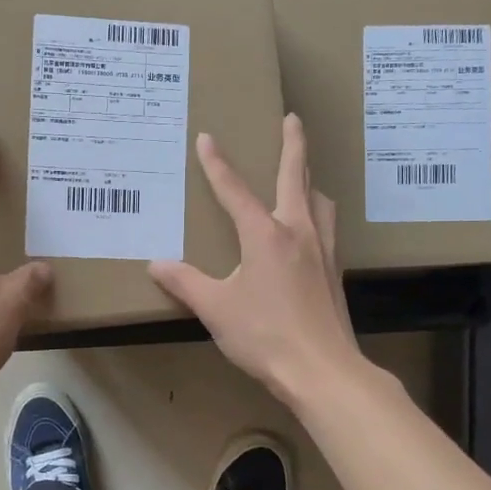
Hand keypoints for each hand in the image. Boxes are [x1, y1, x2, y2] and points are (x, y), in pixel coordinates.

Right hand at [149, 114, 361, 407]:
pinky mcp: (334, 272)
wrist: (323, 371)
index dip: (217, 164)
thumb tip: (156, 264)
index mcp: (265, 235)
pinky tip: (310, 231)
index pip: (235, 191)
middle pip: (297, 176)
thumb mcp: (216, 309)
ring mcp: (322, 251)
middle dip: (293, 144)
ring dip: (310, 181)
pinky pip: (328, 228)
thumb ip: (185, 282)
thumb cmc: (265, 336)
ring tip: (303, 178)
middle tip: (292, 118)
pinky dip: (318, 214)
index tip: (207, 138)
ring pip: (320, 201)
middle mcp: (298, 232)